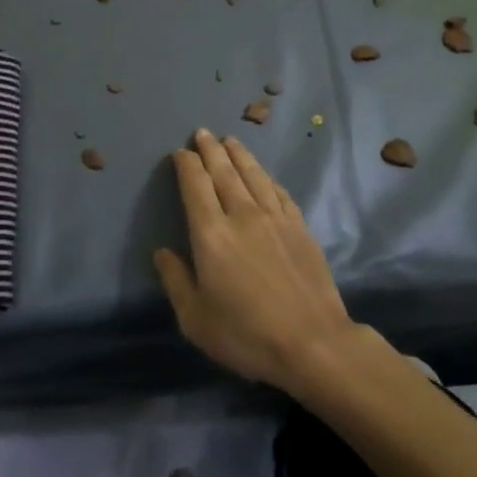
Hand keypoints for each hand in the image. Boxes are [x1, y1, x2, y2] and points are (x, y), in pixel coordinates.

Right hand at [154, 130, 361, 393]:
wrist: (314, 344)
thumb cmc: (246, 335)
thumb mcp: (195, 319)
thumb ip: (176, 281)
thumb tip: (163, 252)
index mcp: (211, 233)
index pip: (195, 185)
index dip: (186, 164)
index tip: (180, 153)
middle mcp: (242, 215)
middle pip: (223, 171)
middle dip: (210, 150)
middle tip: (202, 133)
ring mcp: (275, 218)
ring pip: (253, 175)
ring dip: (239, 155)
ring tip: (230, 140)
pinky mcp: (300, 228)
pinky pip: (279, 192)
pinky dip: (267, 178)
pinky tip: (264, 175)